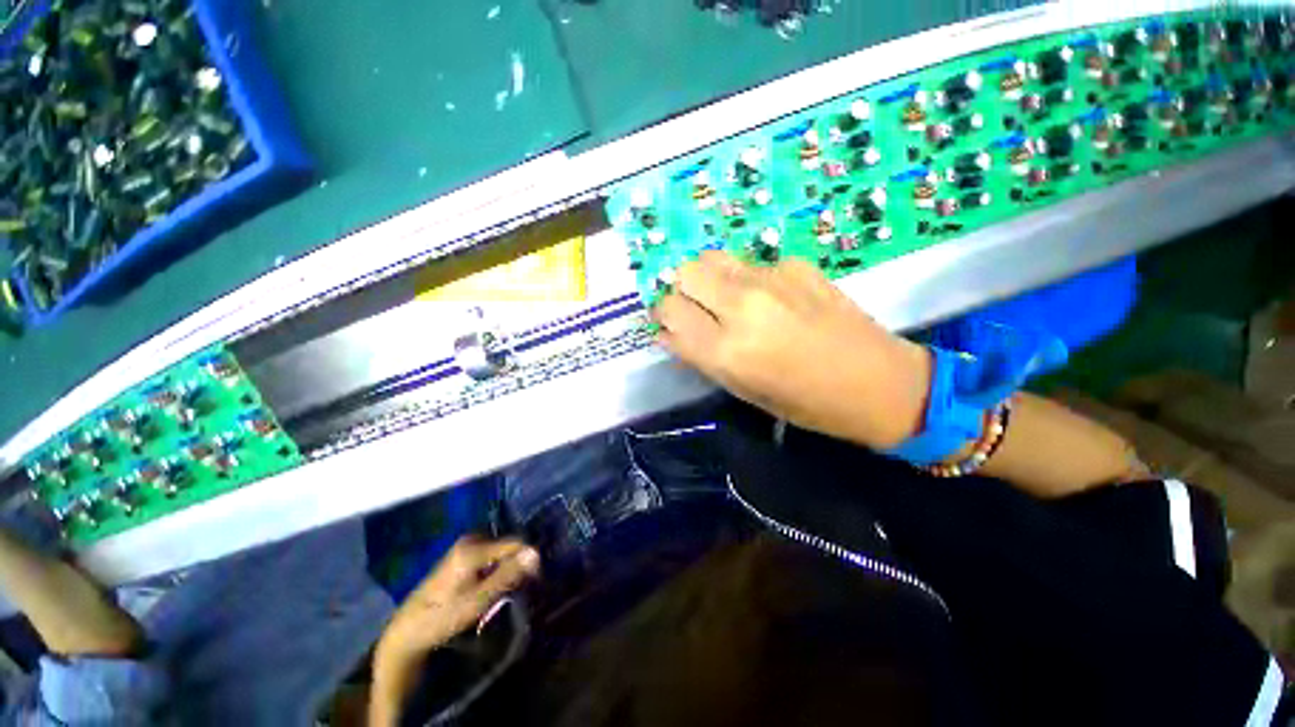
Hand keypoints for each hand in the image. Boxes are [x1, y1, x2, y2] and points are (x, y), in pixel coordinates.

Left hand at [370, 536, 539, 725]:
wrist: (407, 631)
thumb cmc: (442, 617)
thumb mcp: (479, 600)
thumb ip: (508, 575)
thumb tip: (536, 552)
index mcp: (474, 547)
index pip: (516, 543)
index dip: (528, 560)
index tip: (534, 582)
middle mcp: (471, 539)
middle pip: (508, 546)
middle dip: (517, 564)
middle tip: (518, 590)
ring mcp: (465, 546)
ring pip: (500, 552)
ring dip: (507, 568)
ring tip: (507, 590)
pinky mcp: (461, 555)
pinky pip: (490, 555)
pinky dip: (496, 569)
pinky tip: (492, 587)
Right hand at [653, 251, 932, 448]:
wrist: (877, 382)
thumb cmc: (804, 403)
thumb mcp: (741, 389)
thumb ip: (700, 356)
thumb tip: (669, 331)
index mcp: (725, 350)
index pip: (669, 311)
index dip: (664, 315)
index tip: (671, 323)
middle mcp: (741, 307)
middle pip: (685, 273)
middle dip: (682, 290)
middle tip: (697, 308)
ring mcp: (770, 280)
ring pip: (713, 258)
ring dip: (709, 278)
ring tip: (727, 299)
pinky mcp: (795, 265)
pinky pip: (752, 264)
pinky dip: (749, 279)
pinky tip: (773, 298)